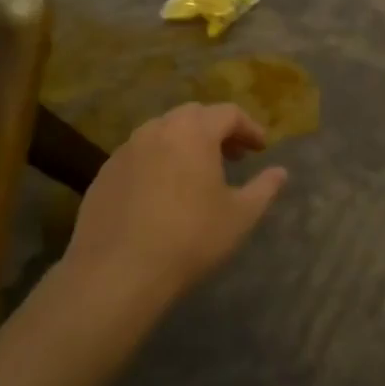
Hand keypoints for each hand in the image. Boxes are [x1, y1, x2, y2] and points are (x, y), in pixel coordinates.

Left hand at [63, 103, 288, 312]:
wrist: (117, 272)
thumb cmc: (190, 239)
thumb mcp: (240, 216)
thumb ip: (264, 188)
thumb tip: (280, 172)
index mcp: (194, 132)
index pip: (228, 113)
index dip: (249, 128)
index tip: (260, 149)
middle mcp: (157, 130)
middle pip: (193, 115)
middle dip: (216, 130)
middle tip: (232, 156)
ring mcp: (126, 150)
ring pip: (161, 132)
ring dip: (184, 143)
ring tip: (196, 173)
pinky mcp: (104, 173)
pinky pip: (138, 155)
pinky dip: (157, 162)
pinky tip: (161, 193)